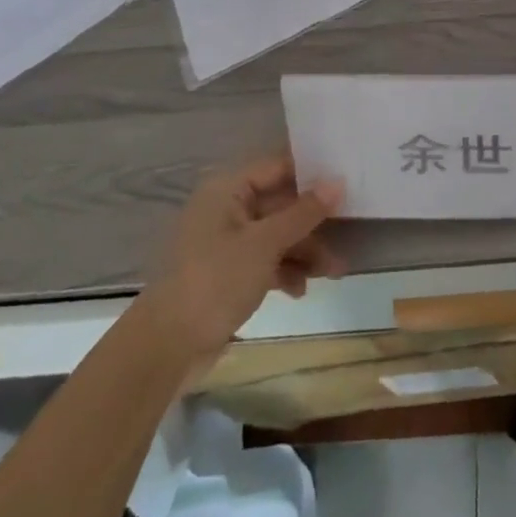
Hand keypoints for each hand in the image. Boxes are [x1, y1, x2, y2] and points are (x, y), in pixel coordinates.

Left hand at [140, 157, 343, 362]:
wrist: (164, 349)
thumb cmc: (215, 281)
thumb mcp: (266, 244)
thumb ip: (304, 212)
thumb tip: (338, 181)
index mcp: (228, 189)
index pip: (279, 167)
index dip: (313, 173)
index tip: (348, 179)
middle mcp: (226, 209)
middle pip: (280, 203)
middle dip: (314, 221)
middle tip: (351, 229)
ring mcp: (226, 243)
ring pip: (276, 235)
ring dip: (305, 250)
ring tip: (335, 271)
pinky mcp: (227, 273)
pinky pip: (265, 260)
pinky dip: (285, 270)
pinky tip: (302, 290)